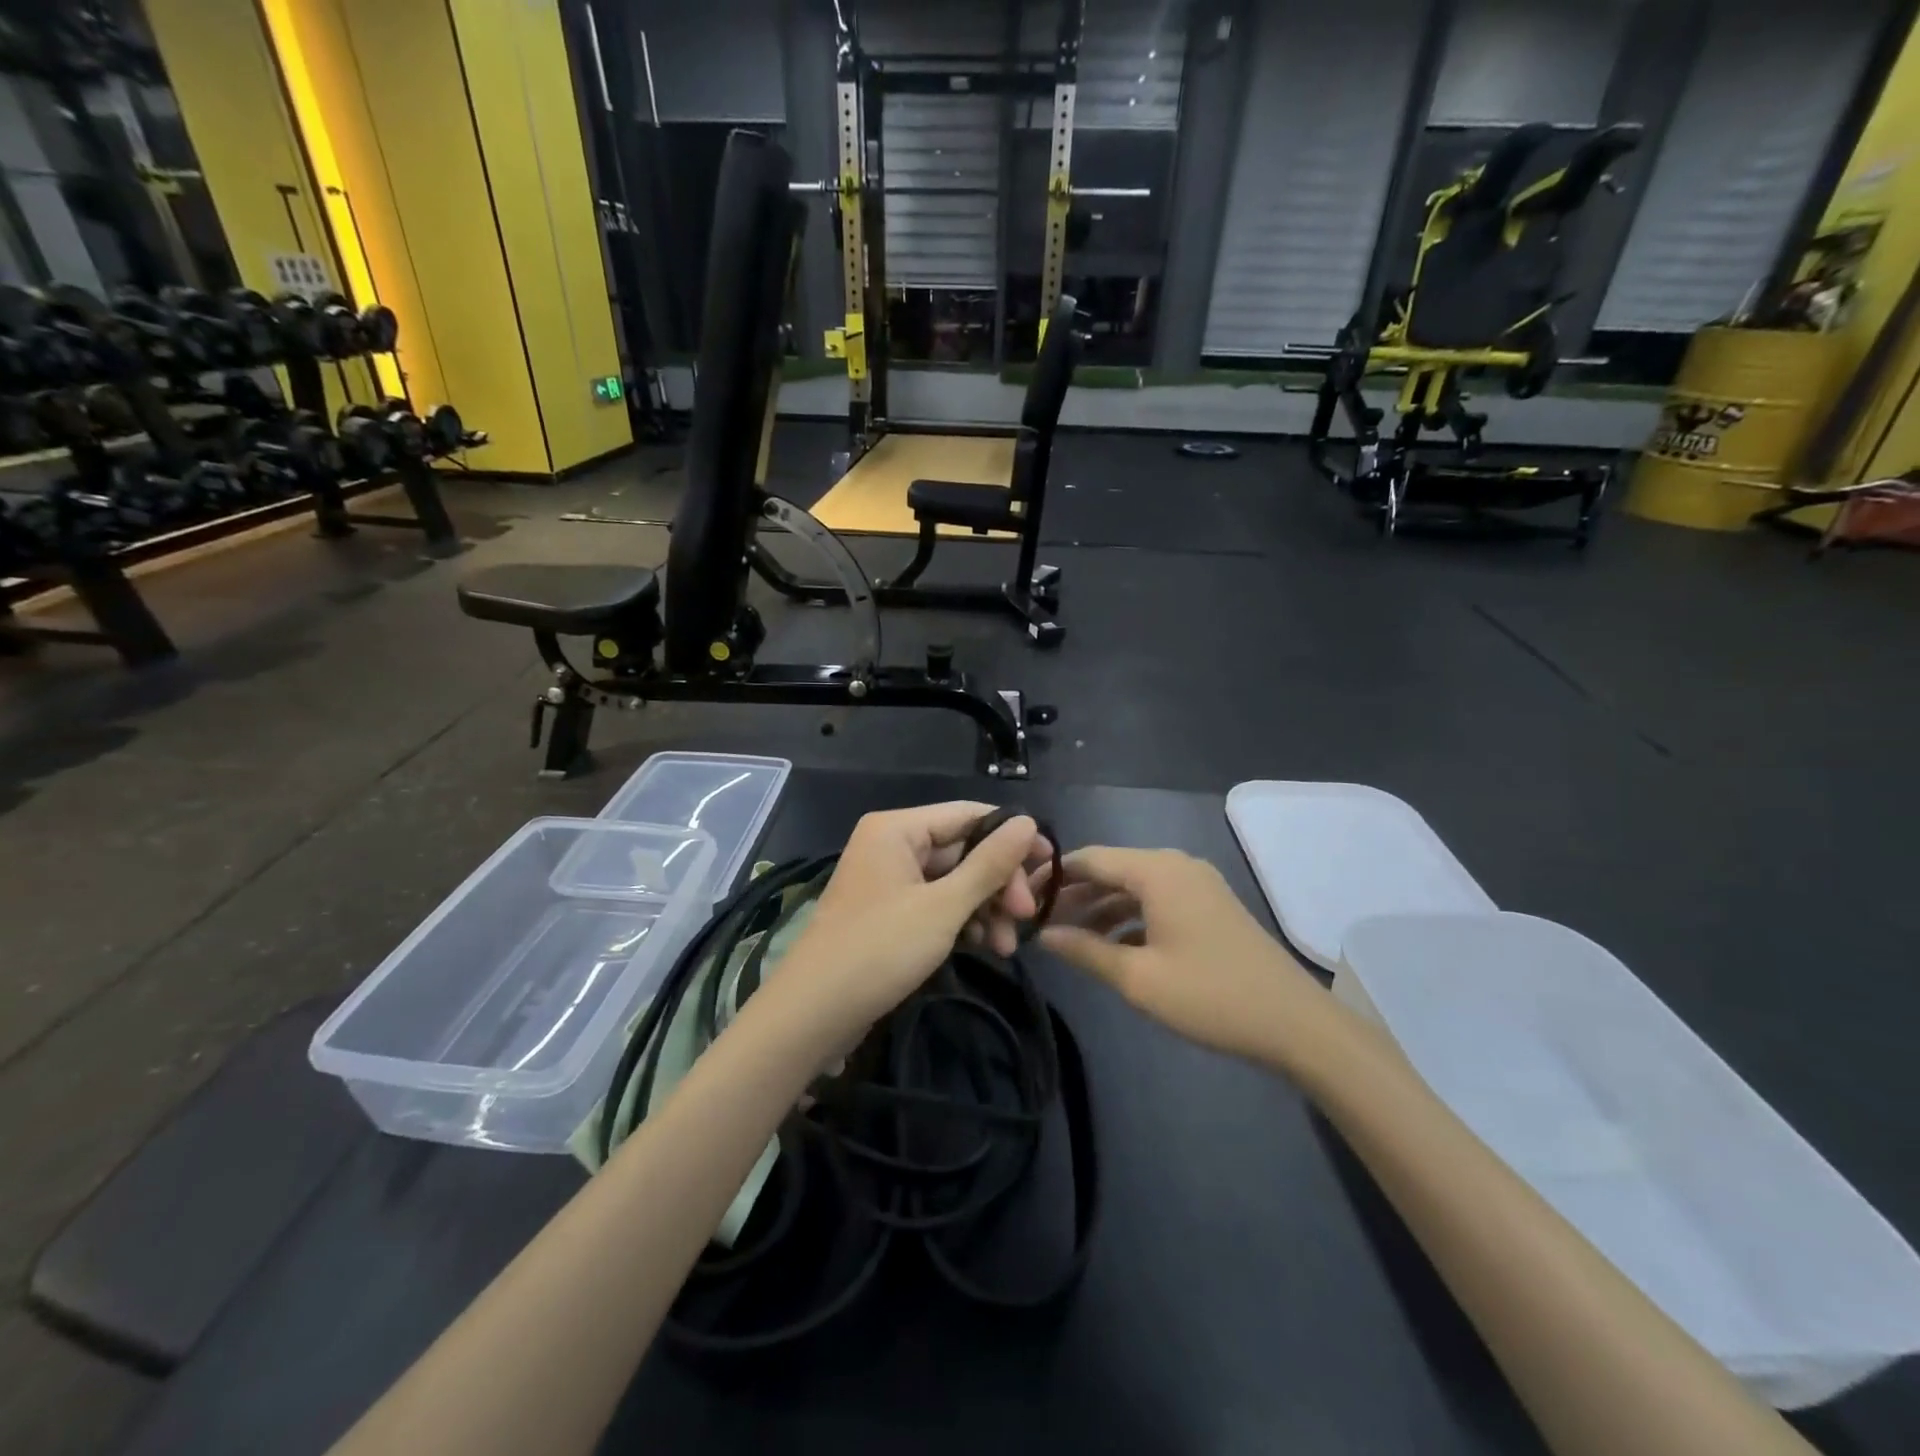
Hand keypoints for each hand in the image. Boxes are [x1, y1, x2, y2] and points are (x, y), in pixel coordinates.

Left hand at [766, 804, 1050, 1044]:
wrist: (813, 1014)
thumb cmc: (879, 950)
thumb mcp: (943, 907)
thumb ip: (989, 864)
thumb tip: (1029, 822)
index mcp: (898, 828)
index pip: (969, 815)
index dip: (1012, 838)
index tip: (1050, 866)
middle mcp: (892, 844)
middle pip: (963, 850)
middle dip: (997, 884)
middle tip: (1025, 918)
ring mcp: (889, 880)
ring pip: (953, 881)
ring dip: (984, 908)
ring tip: (1006, 946)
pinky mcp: (889, 912)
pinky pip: (937, 904)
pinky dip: (962, 922)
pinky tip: (985, 946)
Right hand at [1038, 848, 1318, 1063]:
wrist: (1295, 1023)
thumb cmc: (1210, 996)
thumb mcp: (1138, 978)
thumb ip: (1085, 951)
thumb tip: (1043, 935)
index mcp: (1157, 871)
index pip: (1090, 858)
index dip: (1052, 875)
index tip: (1020, 895)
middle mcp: (1176, 865)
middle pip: (1112, 870)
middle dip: (1075, 894)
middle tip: (1038, 920)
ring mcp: (1197, 884)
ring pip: (1134, 886)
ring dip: (1101, 908)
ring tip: (1068, 937)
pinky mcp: (1209, 905)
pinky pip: (1157, 900)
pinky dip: (1130, 917)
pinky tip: (1111, 946)